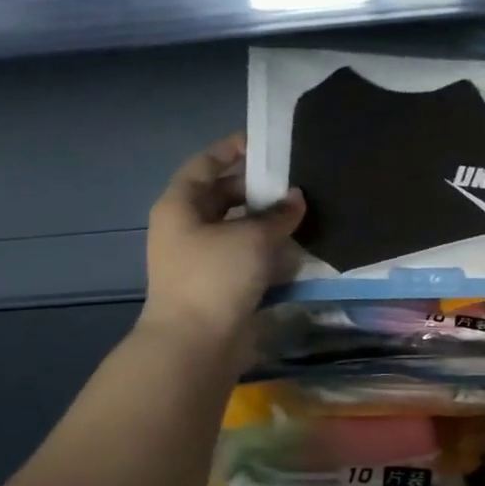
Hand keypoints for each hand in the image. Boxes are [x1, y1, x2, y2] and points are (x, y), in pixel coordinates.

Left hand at [139, 134, 304, 346]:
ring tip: (303, 210)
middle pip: (223, 195)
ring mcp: (201, 257)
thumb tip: (296, 198)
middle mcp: (186, 227)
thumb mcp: (252, 237)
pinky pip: (245, 254)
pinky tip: (297, 246)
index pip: (206, 164)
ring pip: (237, 227)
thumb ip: (278, 214)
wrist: (196, 343)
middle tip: (295, 179)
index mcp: (181, 205)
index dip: (233, 149)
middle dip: (257, 188)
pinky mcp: (218, 282)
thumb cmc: (215, 277)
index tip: (266, 142)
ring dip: (267, 220)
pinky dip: (268, 248)